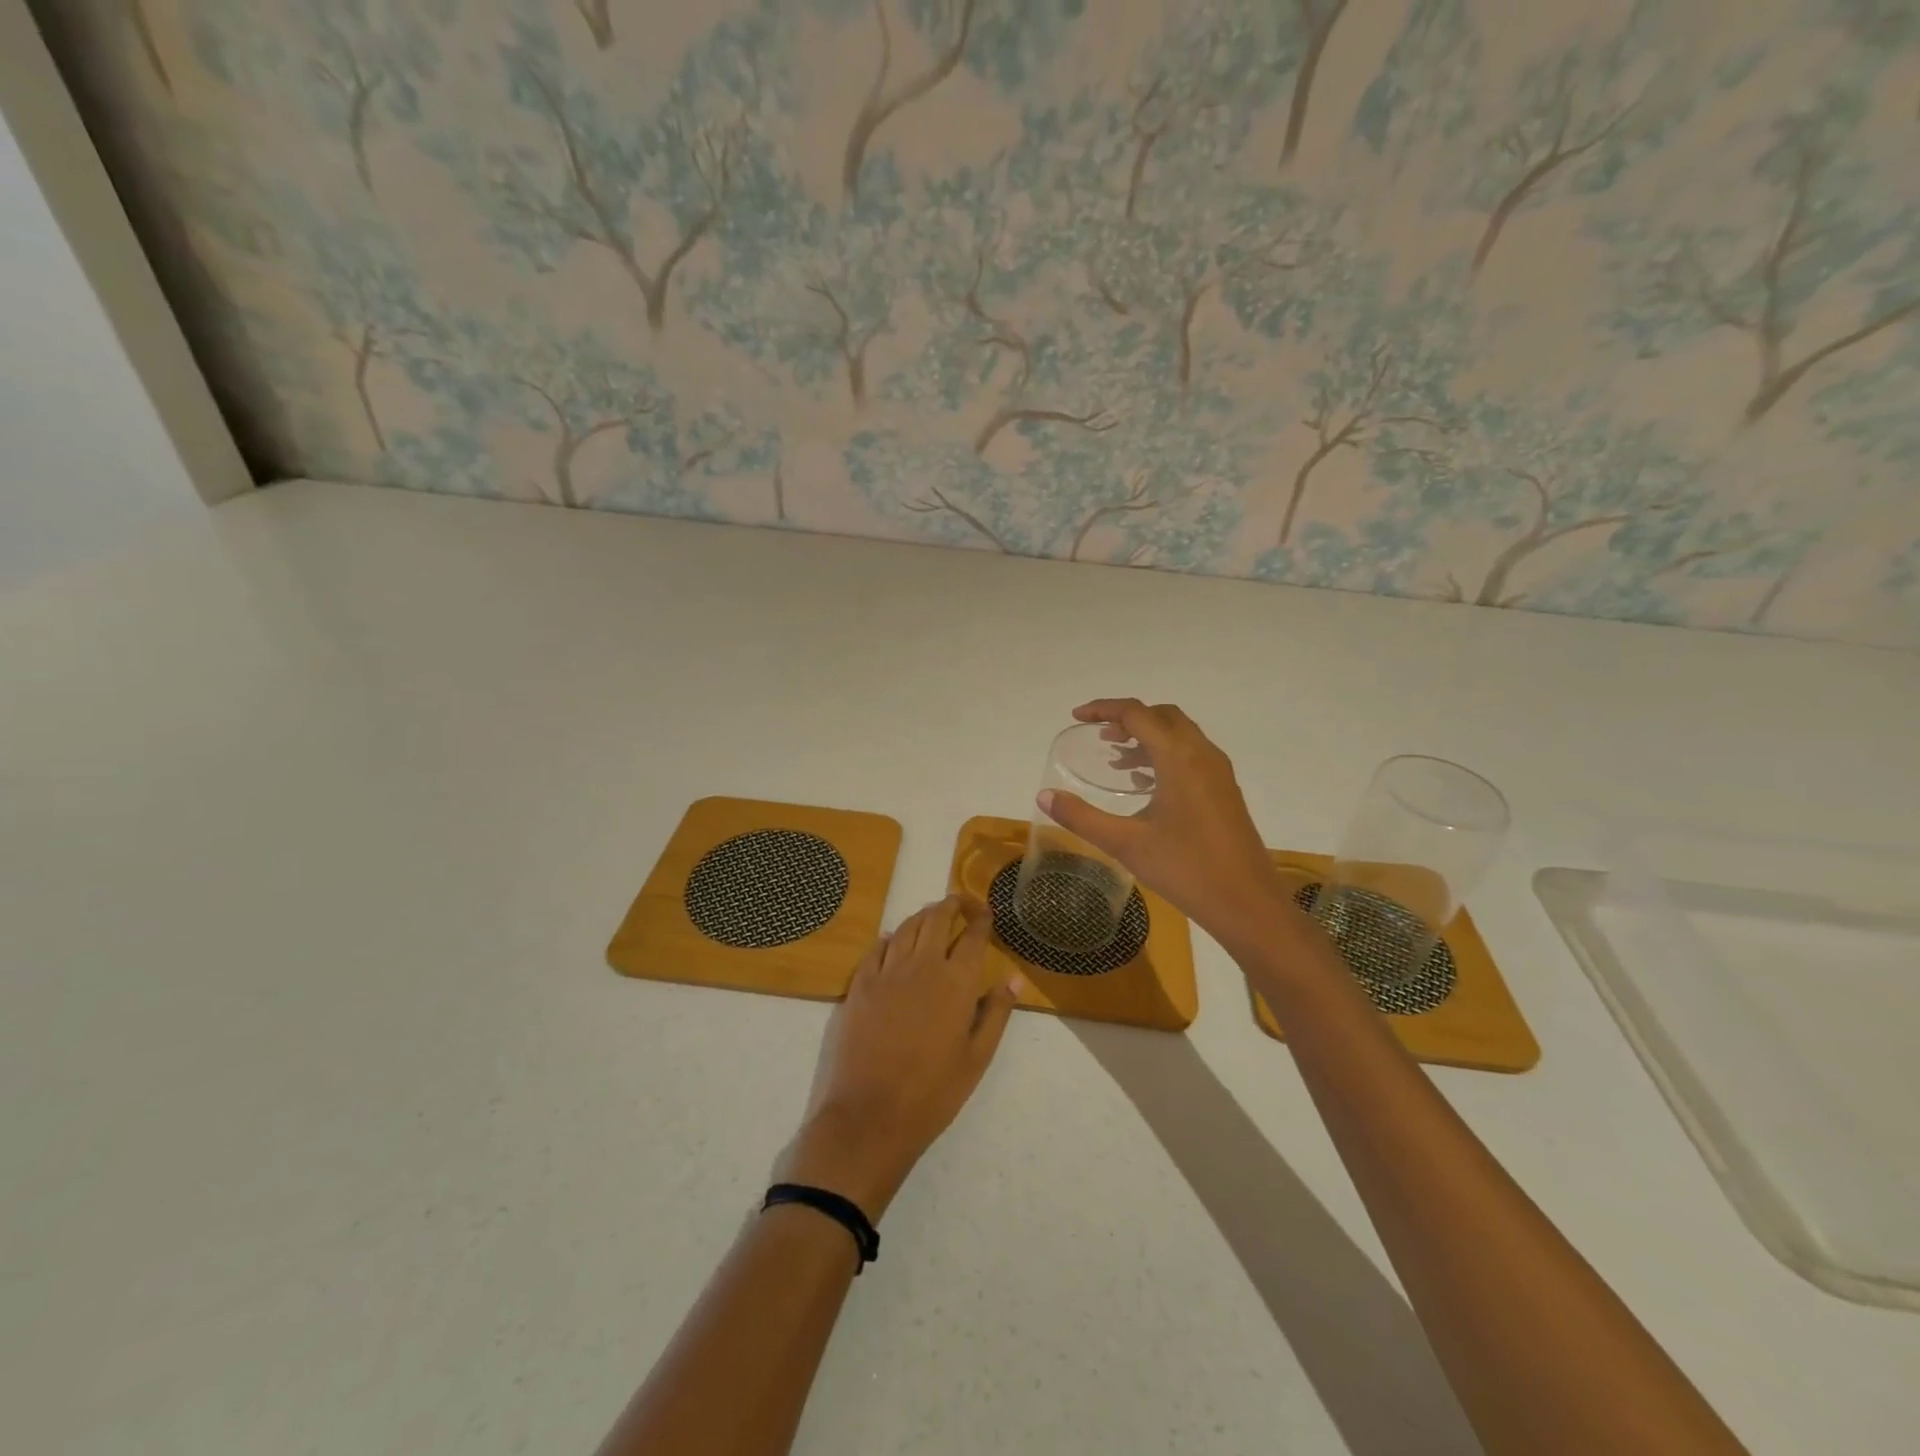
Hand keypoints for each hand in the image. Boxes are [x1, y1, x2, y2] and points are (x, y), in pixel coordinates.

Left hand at [775, 897, 1022, 1219]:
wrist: (870, 1114)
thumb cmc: (933, 1092)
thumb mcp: (977, 1057)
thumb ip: (997, 1012)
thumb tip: (1015, 977)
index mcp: (956, 982)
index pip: (973, 936)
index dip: (981, 919)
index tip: (987, 912)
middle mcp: (922, 966)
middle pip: (937, 920)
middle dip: (951, 905)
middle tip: (960, 903)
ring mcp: (887, 972)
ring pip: (906, 928)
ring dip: (922, 916)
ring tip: (932, 915)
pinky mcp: (860, 984)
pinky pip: (877, 948)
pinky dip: (890, 937)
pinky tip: (893, 938)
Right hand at [1039, 699, 1291, 949]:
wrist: (1248, 904)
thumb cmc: (1186, 869)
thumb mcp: (1126, 843)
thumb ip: (1082, 817)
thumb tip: (1044, 796)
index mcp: (1178, 757)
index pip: (1137, 713)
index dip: (1103, 709)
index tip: (1076, 717)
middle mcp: (1202, 754)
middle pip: (1162, 716)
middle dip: (1128, 718)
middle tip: (1098, 735)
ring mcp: (1218, 772)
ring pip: (1179, 735)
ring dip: (1147, 737)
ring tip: (1115, 758)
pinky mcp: (1225, 791)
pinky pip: (1191, 755)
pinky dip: (1164, 755)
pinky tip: (1144, 784)